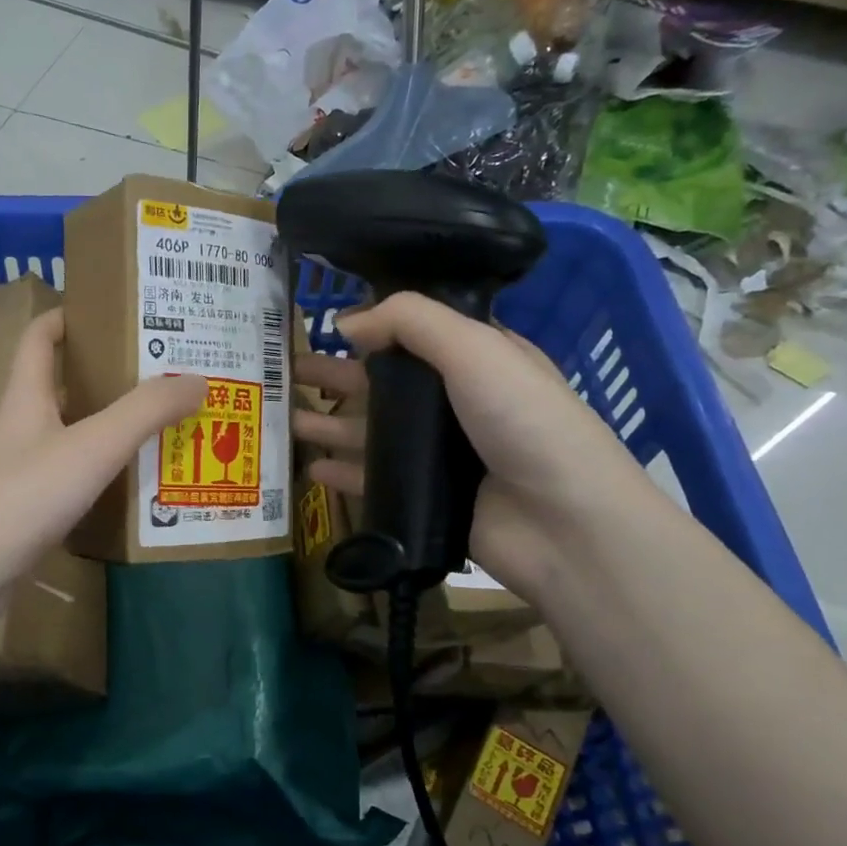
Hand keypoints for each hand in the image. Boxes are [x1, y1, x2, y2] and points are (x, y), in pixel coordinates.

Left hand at [0, 309, 204, 602]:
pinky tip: (132, 489)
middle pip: (61, 388)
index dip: (71, 316)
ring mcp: (16, 472)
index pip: (40, 337)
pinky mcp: (22, 512)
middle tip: (163, 378)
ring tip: (161, 431)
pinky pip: (68, 481)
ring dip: (108, 431)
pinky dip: (99, 477)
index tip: (115, 313)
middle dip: (108, 379)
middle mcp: (18, 427)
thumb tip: (197, 379)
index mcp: (25, 396)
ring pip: (69, 438)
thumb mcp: (92, 447)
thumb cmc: (22, 497)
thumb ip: (145, 412)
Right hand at [293, 292, 648, 595]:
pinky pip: (373, 480)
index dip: (372, 327)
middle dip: (334, 376)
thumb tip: (346, 322)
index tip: (324, 324)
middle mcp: (456, 404)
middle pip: (382, 384)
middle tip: (284, 372)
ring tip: (283, 419)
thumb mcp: (476, 349)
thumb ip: (410, 322)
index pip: (416, 334)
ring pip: (371, 433)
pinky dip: (342, 473)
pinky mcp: (425, 498)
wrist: (563, 524)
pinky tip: (310, 469)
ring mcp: (439, 455)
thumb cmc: (525, 421)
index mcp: (476, 359)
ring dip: (328, 424)